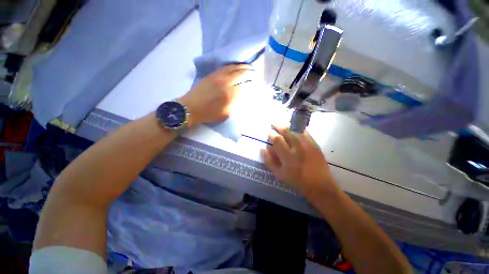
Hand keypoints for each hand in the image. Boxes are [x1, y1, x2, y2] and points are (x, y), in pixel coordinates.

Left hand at [178, 64, 252, 126]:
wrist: (191, 107)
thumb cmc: (209, 114)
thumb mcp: (225, 114)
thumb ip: (236, 104)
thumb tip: (243, 96)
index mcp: (229, 95)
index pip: (244, 86)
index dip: (251, 84)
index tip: (256, 83)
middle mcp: (225, 83)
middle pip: (240, 74)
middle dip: (249, 72)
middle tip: (256, 72)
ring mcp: (218, 76)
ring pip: (233, 68)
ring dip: (242, 67)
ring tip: (249, 67)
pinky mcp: (212, 74)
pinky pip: (224, 67)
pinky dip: (233, 66)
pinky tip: (236, 66)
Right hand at [262, 125, 339, 198]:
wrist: (319, 184)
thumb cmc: (297, 180)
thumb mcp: (279, 174)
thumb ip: (269, 161)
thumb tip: (262, 148)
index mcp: (288, 156)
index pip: (277, 139)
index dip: (271, 134)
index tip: (269, 133)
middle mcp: (298, 148)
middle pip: (286, 131)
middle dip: (278, 126)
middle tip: (273, 124)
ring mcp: (308, 144)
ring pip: (295, 129)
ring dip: (287, 125)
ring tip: (282, 125)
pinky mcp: (315, 143)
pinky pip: (304, 131)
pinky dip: (297, 128)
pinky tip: (293, 128)